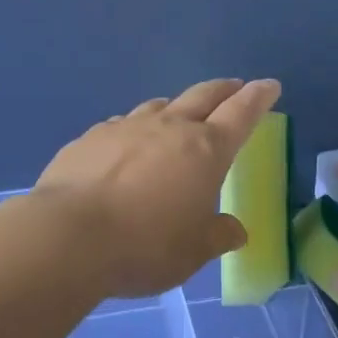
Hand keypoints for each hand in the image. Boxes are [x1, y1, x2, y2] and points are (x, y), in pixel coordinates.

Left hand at [34, 78, 281, 298]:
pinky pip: (122, 125)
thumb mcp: (193, 252)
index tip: (269, 85)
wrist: (68, 236)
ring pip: (159, 106)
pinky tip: (127, 147)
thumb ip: (217, 235)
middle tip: (235, 87)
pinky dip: (135, 130)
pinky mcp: (91, 138)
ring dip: (176, 107)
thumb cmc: (145, 245)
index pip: (241, 113)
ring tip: (179, 116)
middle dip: (223, 90)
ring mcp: (126, 128)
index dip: (258, 98)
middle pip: (203, 96)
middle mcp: (169, 128)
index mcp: (205, 150)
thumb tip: (234, 230)